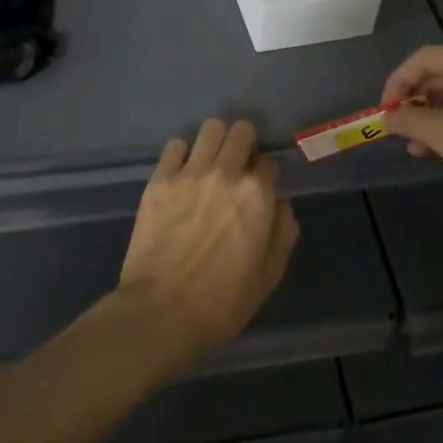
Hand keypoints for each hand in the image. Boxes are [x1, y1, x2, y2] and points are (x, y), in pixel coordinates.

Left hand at [114, 119, 298, 376]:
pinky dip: (182, 154)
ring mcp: (190, 173)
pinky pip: (175, 146)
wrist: (160, 314)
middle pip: (242, 132)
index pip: (270, 165)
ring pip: (211, 128)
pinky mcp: (159, 180)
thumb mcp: (269, 276)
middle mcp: (227, 174)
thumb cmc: (221, 304)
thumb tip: (280, 203)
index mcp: (258, 196)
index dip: (266, 178)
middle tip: (237, 168)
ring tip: (210, 163)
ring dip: (216, 142)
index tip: (259, 192)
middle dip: (245, 145)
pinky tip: (181, 174)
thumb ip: (283, 232)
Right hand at [381, 44, 442, 231]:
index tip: (383, 111)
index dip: (397, 82)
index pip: (425, 59)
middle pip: (440, 75)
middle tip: (394, 128)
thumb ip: (409, 120)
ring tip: (412, 146)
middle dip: (414, 102)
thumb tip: (386, 117)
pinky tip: (434, 150)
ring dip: (430, 117)